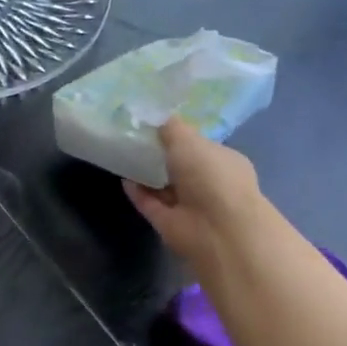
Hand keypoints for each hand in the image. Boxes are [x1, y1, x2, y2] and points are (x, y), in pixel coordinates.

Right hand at [122, 119, 262, 269]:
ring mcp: (189, 206)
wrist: (217, 228)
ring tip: (123, 156)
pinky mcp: (169, 223)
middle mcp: (209, 184)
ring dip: (147, 174)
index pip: (200, 146)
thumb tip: (156, 117)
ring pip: (164, 187)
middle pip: (180, 167)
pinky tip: (123, 179)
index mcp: (223, 161)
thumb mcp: (189, 140)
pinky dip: (138, 192)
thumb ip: (171, 128)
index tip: (154, 125)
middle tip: (133, 138)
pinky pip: (150, 204)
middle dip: (161, 155)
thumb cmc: (211, 176)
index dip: (179, 136)